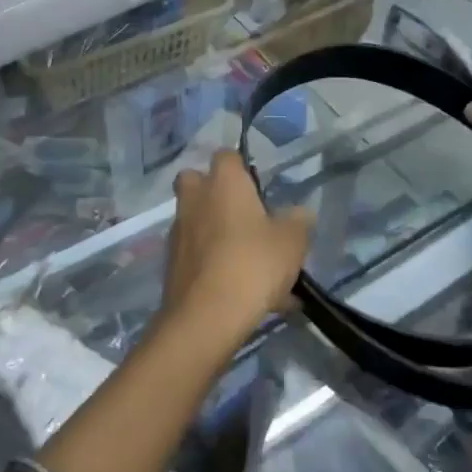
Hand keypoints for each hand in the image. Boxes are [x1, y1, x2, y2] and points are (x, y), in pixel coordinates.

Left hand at [162, 150, 313, 342]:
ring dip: (218, 234)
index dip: (242, 168)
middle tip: (245, 217)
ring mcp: (179, 231)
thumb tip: (299, 213)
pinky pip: (199, 255)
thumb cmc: (253, 264)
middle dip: (216, 194)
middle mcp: (195, 199)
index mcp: (223, 182)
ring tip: (254, 267)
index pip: (227, 156)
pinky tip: (244, 293)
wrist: (206, 315)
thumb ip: (297, 221)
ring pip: (198, 222)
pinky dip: (215, 265)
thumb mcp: (292, 242)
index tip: (259, 189)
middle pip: (197, 182)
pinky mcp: (172, 264)